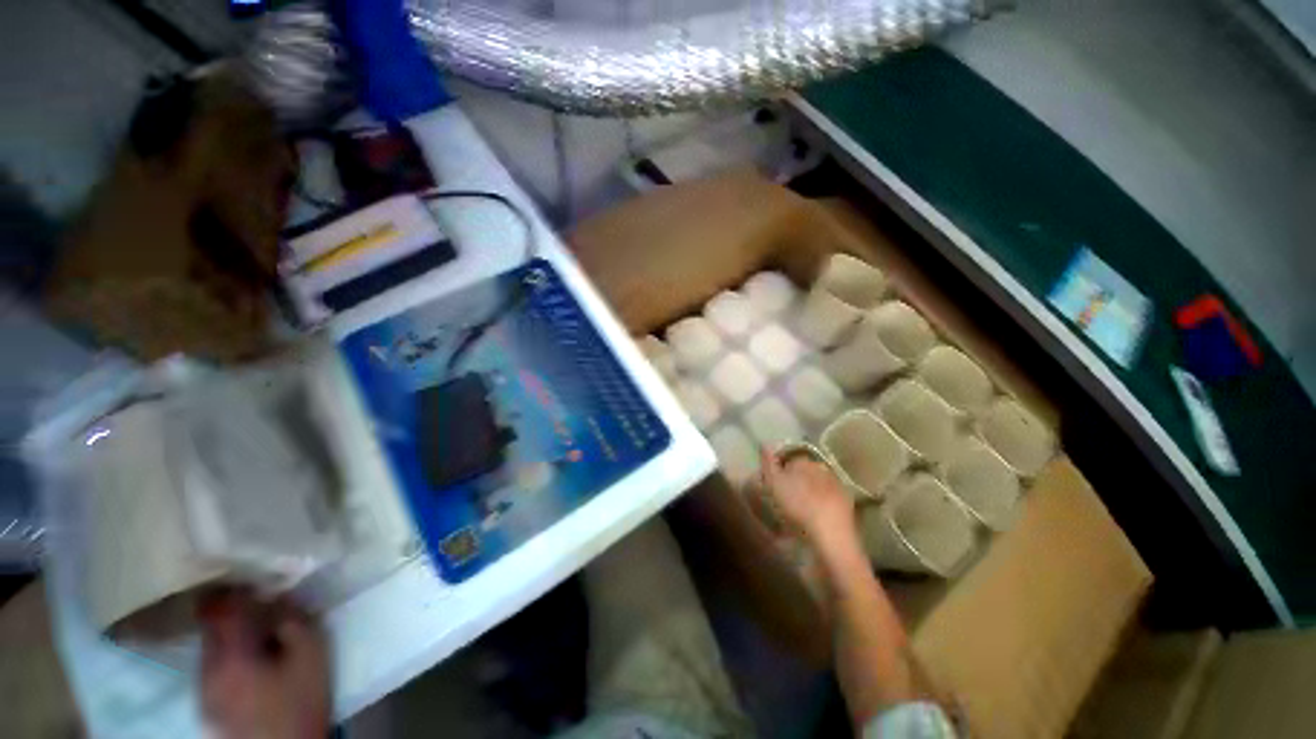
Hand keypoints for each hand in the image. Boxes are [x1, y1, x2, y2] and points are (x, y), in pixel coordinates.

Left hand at [199, 589, 329, 738]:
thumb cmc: (299, 703)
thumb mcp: (312, 658)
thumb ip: (296, 622)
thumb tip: (282, 599)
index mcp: (230, 654)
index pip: (218, 608)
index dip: (230, 586)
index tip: (247, 571)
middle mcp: (207, 668)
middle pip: (210, 626)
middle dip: (231, 610)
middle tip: (259, 599)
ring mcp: (203, 689)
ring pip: (210, 647)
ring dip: (230, 634)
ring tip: (257, 631)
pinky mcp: (208, 704)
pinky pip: (213, 666)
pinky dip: (228, 654)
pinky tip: (250, 661)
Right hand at [759, 448, 856, 553]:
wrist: (831, 535)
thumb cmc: (797, 506)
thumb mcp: (774, 483)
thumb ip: (768, 463)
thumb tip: (764, 444)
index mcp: (804, 461)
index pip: (789, 458)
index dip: (779, 469)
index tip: (772, 483)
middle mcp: (822, 468)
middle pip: (805, 471)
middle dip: (796, 480)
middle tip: (785, 497)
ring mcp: (837, 485)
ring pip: (817, 484)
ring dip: (809, 492)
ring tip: (799, 509)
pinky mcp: (847, 504)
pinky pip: (828, 500)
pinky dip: (821, 505)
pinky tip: (814, 517)